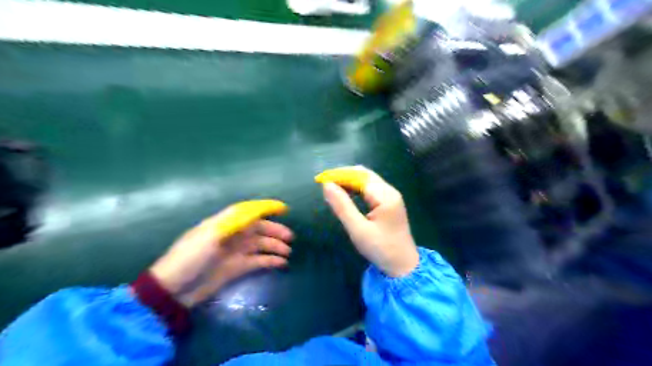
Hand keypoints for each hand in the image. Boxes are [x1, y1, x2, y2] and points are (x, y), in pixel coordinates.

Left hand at [150, 202, 292, 307]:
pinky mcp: (237, 268)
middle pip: (258, 229)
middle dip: (274, 231)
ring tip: (288, 252)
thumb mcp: (209, 236)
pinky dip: (270, 261)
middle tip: (290, 237)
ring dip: (275, 246)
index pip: (248, 211)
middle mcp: (232, 235)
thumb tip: (255, 212)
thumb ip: (233, 222)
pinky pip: (258, 261)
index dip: (265, 208)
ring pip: (260, 245)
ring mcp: (235, 252)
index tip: (283, 209)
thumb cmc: (190, 258)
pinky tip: (281, 263)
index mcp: (224, 224)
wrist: (174, 290)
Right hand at [320, 167, 416, 277]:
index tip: (321, 179)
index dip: (339, 175)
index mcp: (385, 196)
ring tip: (332, 188)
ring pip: (367, 180)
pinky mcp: (389, 203)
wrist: (403, 266)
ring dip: (349, 181)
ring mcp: (391, 196)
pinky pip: (370, 189)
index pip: (359, 176)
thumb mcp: (358, 229)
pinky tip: (346, 194)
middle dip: (343, 176)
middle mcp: (390, 191)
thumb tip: (327, 185)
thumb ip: (342, 206)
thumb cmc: (381, 249)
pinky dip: (356, 188)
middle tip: (325, 184)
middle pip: (364, 174)